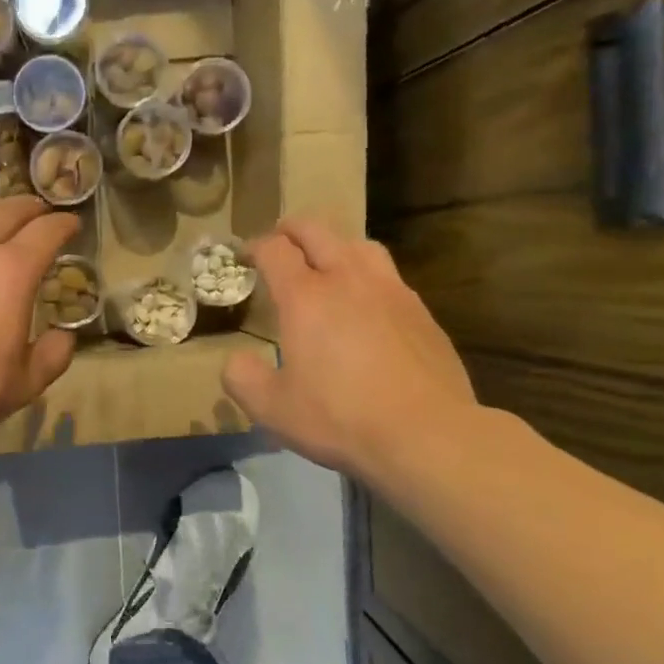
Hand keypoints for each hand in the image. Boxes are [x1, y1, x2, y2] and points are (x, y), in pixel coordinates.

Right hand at [222, 217, 478, 479]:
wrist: (427, 434)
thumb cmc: (340, 418)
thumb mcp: (272, 408)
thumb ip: (242, 378)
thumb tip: (236, 360)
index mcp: (306, 297)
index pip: (275, 250)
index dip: (256, 246)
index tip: (246, 255)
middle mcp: (348, 280)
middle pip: (318, 232)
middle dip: (293, 230)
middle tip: (280, 239)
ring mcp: (391, 291)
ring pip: (359, 245)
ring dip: (335, 244)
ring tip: (327, 262)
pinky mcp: (421, 312)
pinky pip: (388, 276)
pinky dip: (367, 275)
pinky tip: (367, 303)